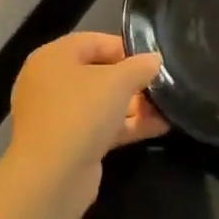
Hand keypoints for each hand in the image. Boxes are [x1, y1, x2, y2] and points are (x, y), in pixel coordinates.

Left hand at [3, 33, 167, 206]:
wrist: (52, 176)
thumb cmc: (81, 112)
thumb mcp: (118, 81)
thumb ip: (140, 66)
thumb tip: (154, 60)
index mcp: (53, 58)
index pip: (93, 41)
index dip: (125, 48)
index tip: (152, 60)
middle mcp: (50, 83)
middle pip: (98, 73)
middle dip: (132, 80)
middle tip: (161, 86)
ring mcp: (57, 116)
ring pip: (101, 103)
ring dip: (134, 105)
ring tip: (168, 108)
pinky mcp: (67, 143)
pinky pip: (100, 126)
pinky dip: (126, 126)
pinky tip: (159, 127)